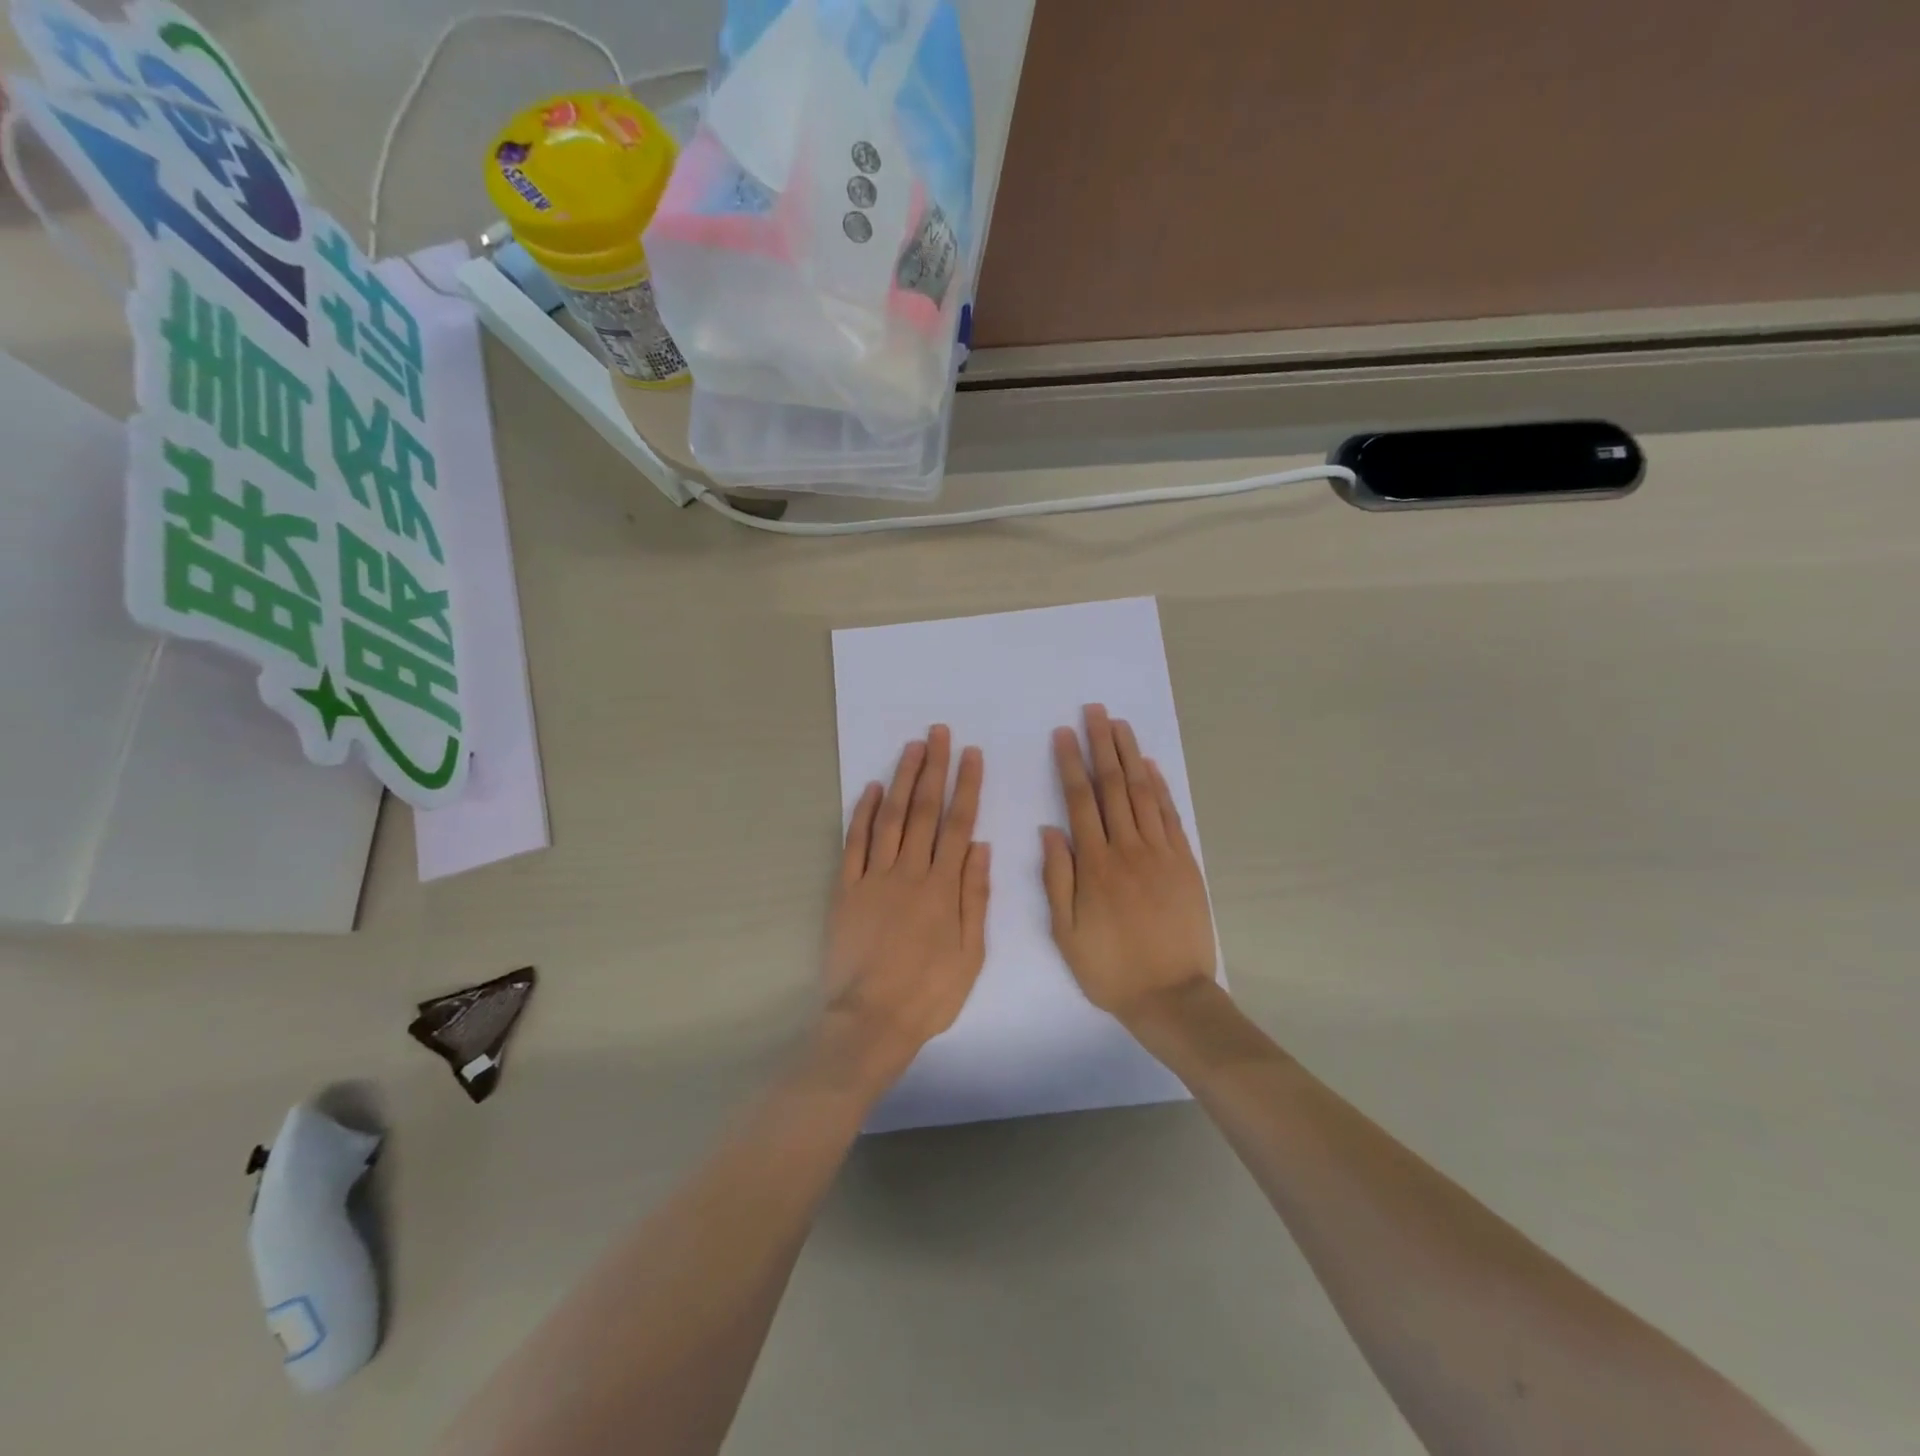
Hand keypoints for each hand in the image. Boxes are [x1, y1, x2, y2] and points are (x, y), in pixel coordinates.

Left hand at [824, 726, 989, 1084]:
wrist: (872, 1021)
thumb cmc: (929, 993)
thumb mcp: (971, 953)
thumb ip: (975, 896)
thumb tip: (980, 845)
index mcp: (943, 888)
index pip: (958, 824)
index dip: (966, 786)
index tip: (971, 755)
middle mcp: (909, 873)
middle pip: (924, 811)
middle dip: (934, 769)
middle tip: (939, 733)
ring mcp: (874, 878)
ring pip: (891, 818)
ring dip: (902, 780)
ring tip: (911, 747)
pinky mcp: (846, 890)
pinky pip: (854, 844)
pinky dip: (863, 814)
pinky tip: (872, 788)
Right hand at [1043, 705, 1216, 1024]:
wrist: (1171, 996)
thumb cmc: (1110, 968)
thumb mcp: (1066, 932)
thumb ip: (1057, 878)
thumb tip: (1049, 830)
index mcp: (1095, 865)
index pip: (1080, 801)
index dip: (1071, 764)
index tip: (1064, 734)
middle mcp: (1128, 849)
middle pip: (1113, 787)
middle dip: (1102, 745)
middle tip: (1095, 711)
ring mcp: (1161, 853)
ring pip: (1143, 793)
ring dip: (1130, 755)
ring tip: (1120, 724)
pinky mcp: (1185, 863)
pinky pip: (1170, 816)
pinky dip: (1160, 788)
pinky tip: (1150, 766)